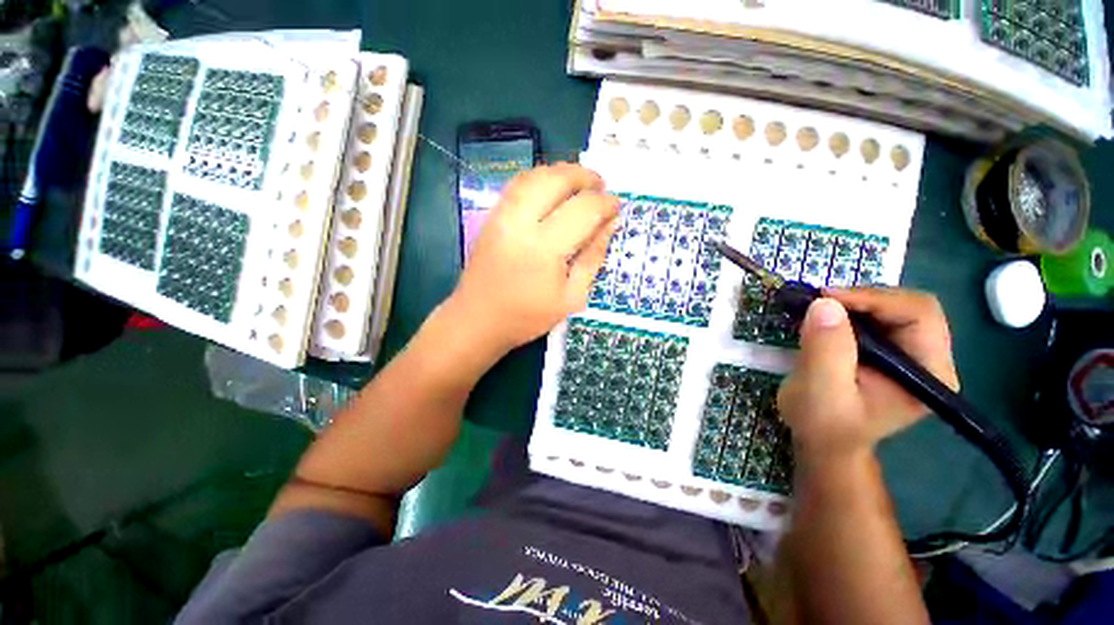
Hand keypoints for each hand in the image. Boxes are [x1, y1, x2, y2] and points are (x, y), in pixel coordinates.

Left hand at [445, 164, 619, 353]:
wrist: (477, 319)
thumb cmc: (527, 316)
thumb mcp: (572, 297)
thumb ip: (592, 257)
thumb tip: (610, 224)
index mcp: (545, 248)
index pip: (583, 209)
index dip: (605, 203)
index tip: (616, 206)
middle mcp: (521, 223)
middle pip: (556, 179)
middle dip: (584, 176)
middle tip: (601, 186)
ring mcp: (501, 215)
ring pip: (535, 175)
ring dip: (562, 172)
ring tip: (580, 182)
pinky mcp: (491, 216)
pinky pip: (518, 184)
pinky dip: (540, 178)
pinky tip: (552, 188)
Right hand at [777, 288, 958, 464]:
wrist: (823, 440)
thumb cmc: (823, 423)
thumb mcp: (820, 391)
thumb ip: (826, 350)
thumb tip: (824, 303)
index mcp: (929, 373)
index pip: (919, 315)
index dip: (874, 298)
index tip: (825, 298)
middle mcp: (929, 359)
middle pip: (909, 306)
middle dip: (862, 298)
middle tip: (819, 301)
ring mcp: (910, 354)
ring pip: (891, 307)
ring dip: (853, 302)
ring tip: (817, 309)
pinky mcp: (890, 351)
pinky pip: (875, 317)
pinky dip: (848, 310)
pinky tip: (824, 319)